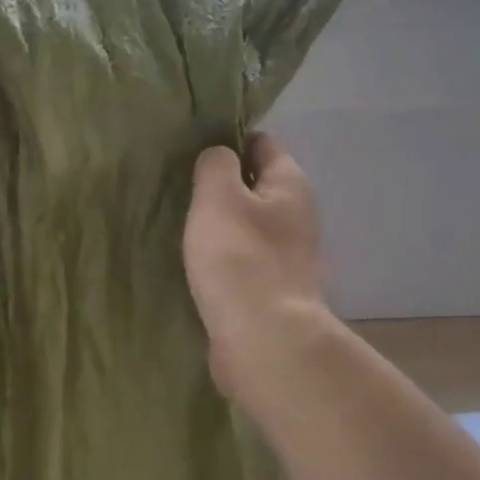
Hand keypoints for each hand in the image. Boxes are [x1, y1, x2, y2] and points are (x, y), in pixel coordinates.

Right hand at [183, 133, 329, 399]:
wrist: (264, 340)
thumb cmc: (240, 258)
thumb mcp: (218, 196)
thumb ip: (216, 165)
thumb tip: (220, 157)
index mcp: (290, 184)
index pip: (262, 143)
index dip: (230, 140)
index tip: (193, 148)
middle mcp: (298, 216)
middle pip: (257, 187)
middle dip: (223, 186)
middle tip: (181, 188)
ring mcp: (289, 257)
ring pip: (250, 227)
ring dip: (222, 226)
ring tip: (183, 226)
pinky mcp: (274, 291)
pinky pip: (245, 262)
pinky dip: (225, 260)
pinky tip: (199, 265)